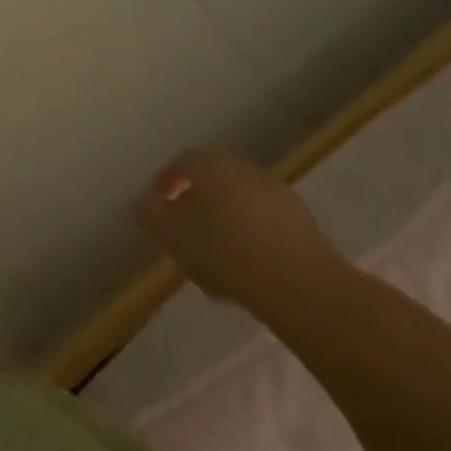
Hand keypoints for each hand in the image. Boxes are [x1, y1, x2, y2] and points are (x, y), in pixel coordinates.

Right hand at [137, 150, 345, 317]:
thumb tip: (145, 202)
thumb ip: (150, 213)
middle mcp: (243, 169)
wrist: (304, 287)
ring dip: (227, 223)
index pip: (180, 163)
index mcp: (210, 164)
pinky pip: (267, 224)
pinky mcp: (305, 224)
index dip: (166, 183)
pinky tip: (251, 270)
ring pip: (240, 203)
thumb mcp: (171, 234)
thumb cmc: (226, 252)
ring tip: (219, 260)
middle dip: (197, 205)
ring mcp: (278, 194)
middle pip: (212, 182)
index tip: (159, 209)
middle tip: (187, 235)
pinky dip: (254, 239)